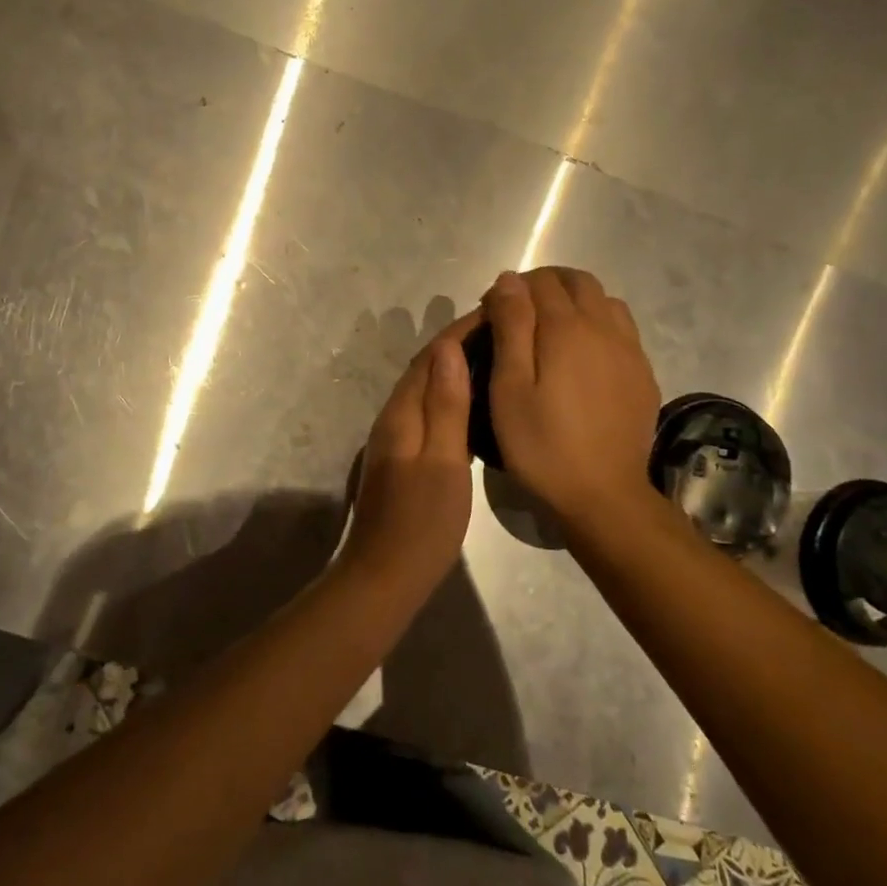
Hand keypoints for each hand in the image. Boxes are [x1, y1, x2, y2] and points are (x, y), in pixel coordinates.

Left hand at [339, 311, 478, 578]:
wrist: (385, 574)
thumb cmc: (422, 521)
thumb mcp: (442, 461)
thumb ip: (445, 405)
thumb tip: (447, 347)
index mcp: (402, 413)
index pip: (432, 356)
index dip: (461, 330)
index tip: (496, 311)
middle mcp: (393, 417)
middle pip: (425, 368)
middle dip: (458, 343)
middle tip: (501, 330)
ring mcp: (395, 438)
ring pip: (425, 388)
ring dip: (454, 367)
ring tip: (494, 357)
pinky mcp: (402, 456)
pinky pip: (427, 410)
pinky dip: (450, 396)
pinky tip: (472, 404)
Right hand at [482, 268, 659, 525]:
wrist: (603, 494)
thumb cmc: (542, 444)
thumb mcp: (509, 388)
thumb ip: (511, 327)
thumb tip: (509, 280)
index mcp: (566, 328)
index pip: (538, 281)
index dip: (510, 289)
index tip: (491, 314)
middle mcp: (604, 327)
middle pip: (577, 281)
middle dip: (544, 285)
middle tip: (519, 316)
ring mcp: (630, 350)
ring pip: (604, 300)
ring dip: (575, 301)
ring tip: (551, 331)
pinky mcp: (643, 374)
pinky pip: (622, 328)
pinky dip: (598, 324)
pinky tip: (583, 356)